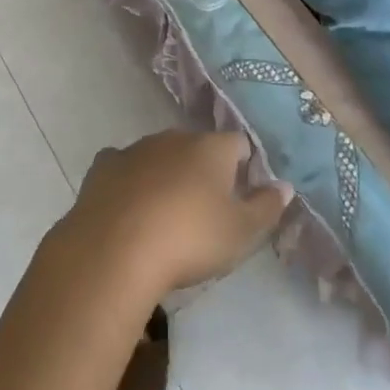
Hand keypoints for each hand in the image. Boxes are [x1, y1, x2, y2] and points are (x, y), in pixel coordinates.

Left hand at [61, 129, 292, 298]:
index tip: (240, 197)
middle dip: (202, 170)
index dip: (243, 167)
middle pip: (197, 147)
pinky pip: (123, 167)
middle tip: (203, 211)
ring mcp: (136, 149)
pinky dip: (129, 181)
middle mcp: (175, 138)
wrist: (114, 251)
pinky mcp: (104, 167)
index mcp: (212, 148)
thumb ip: (267, 207)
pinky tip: (127, 207)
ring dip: (166, 175)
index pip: (238, 144)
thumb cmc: (189, 239)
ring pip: (159, 155)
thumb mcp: (241, 232)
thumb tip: (285, 186)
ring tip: (164, 215)